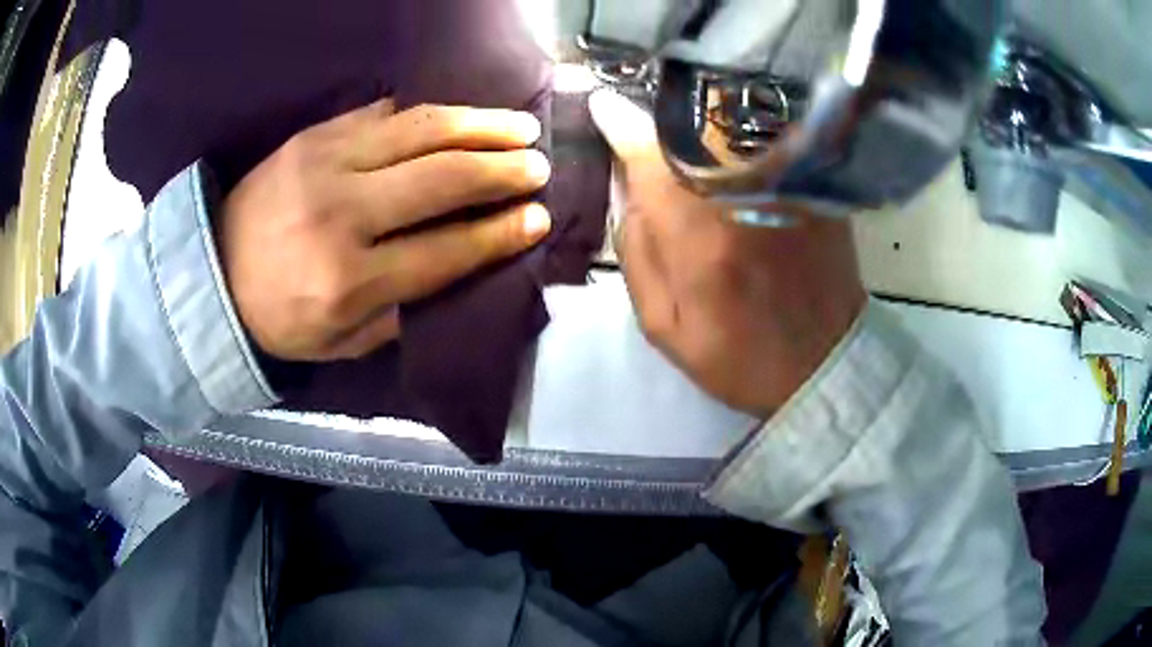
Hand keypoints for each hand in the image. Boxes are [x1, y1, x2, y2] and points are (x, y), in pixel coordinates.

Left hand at [219, 100, 551, 360]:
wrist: (211, 273)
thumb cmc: (278, 319)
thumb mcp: (341, 344)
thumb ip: (401, 311)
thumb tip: (461, 266)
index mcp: (348, 281)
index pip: (445, 250)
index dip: (500, 233)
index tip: (539, 218)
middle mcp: (341, 214)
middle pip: (442, 179)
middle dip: (502, 170)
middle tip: (538, 166)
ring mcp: (325, 163)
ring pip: (421, 130)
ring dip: (480, 125)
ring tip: (518, 126)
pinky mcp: (313, 134)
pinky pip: (384, 112)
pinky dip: (429, 114)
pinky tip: (458, 117)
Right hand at [589, 90, 865, 415]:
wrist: (822, 364)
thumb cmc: (737, 356)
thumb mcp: (662, 325)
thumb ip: (636, 252)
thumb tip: (627, 189)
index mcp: (698, 236)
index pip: (648, 155)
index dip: (619, 124)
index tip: (602, 105)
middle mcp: (743, 196)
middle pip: (692, 126)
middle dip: (661, 114)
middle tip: (647, 116)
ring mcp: (786, 186)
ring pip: (733, 124)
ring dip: (702, 113)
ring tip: (685, 117)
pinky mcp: (813, 187)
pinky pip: (772, 137)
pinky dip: (743, 127)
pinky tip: (732, 135)